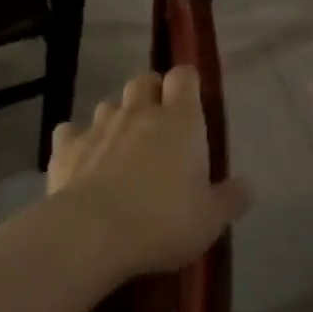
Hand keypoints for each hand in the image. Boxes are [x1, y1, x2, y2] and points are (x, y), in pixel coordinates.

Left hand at [47, 67, 249, 276]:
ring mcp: (99, 127)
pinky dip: (76, 140)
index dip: (187, 82)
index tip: (191, 98)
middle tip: (158, 120)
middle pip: (143, 80)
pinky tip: (81, 158)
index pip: (184, 77)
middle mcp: (140, 113)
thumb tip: (247, 186)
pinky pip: (70, 132)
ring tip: (121, 143)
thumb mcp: (210, 219)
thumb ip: (231, 199)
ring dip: (116, 116)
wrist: (91, 234)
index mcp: (180, 121)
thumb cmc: (162, 221)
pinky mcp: (65, 148)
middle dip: (150, 92)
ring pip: (108, 104)